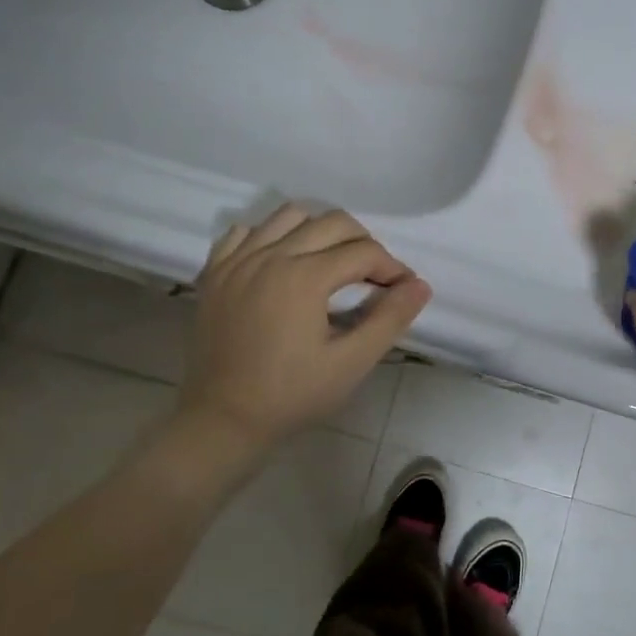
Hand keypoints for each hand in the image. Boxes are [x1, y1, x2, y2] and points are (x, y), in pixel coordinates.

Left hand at [180, 204, 431, 450]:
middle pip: (333, 222)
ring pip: (289, 215)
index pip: (364, 252)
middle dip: (363, 243)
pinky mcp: (215, 272)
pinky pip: (245, 232)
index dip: (392, 268)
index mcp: (305, 276)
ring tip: (330, 263)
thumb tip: (420, 286)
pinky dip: (270, 236)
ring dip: (320, 231)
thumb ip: (389, 320)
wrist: (223, 420)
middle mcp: (271, 255)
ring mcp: (237, 260)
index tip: (403, 290)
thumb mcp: (351, 363)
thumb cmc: (292, 395)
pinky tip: (281, 264)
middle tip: (372, 278)